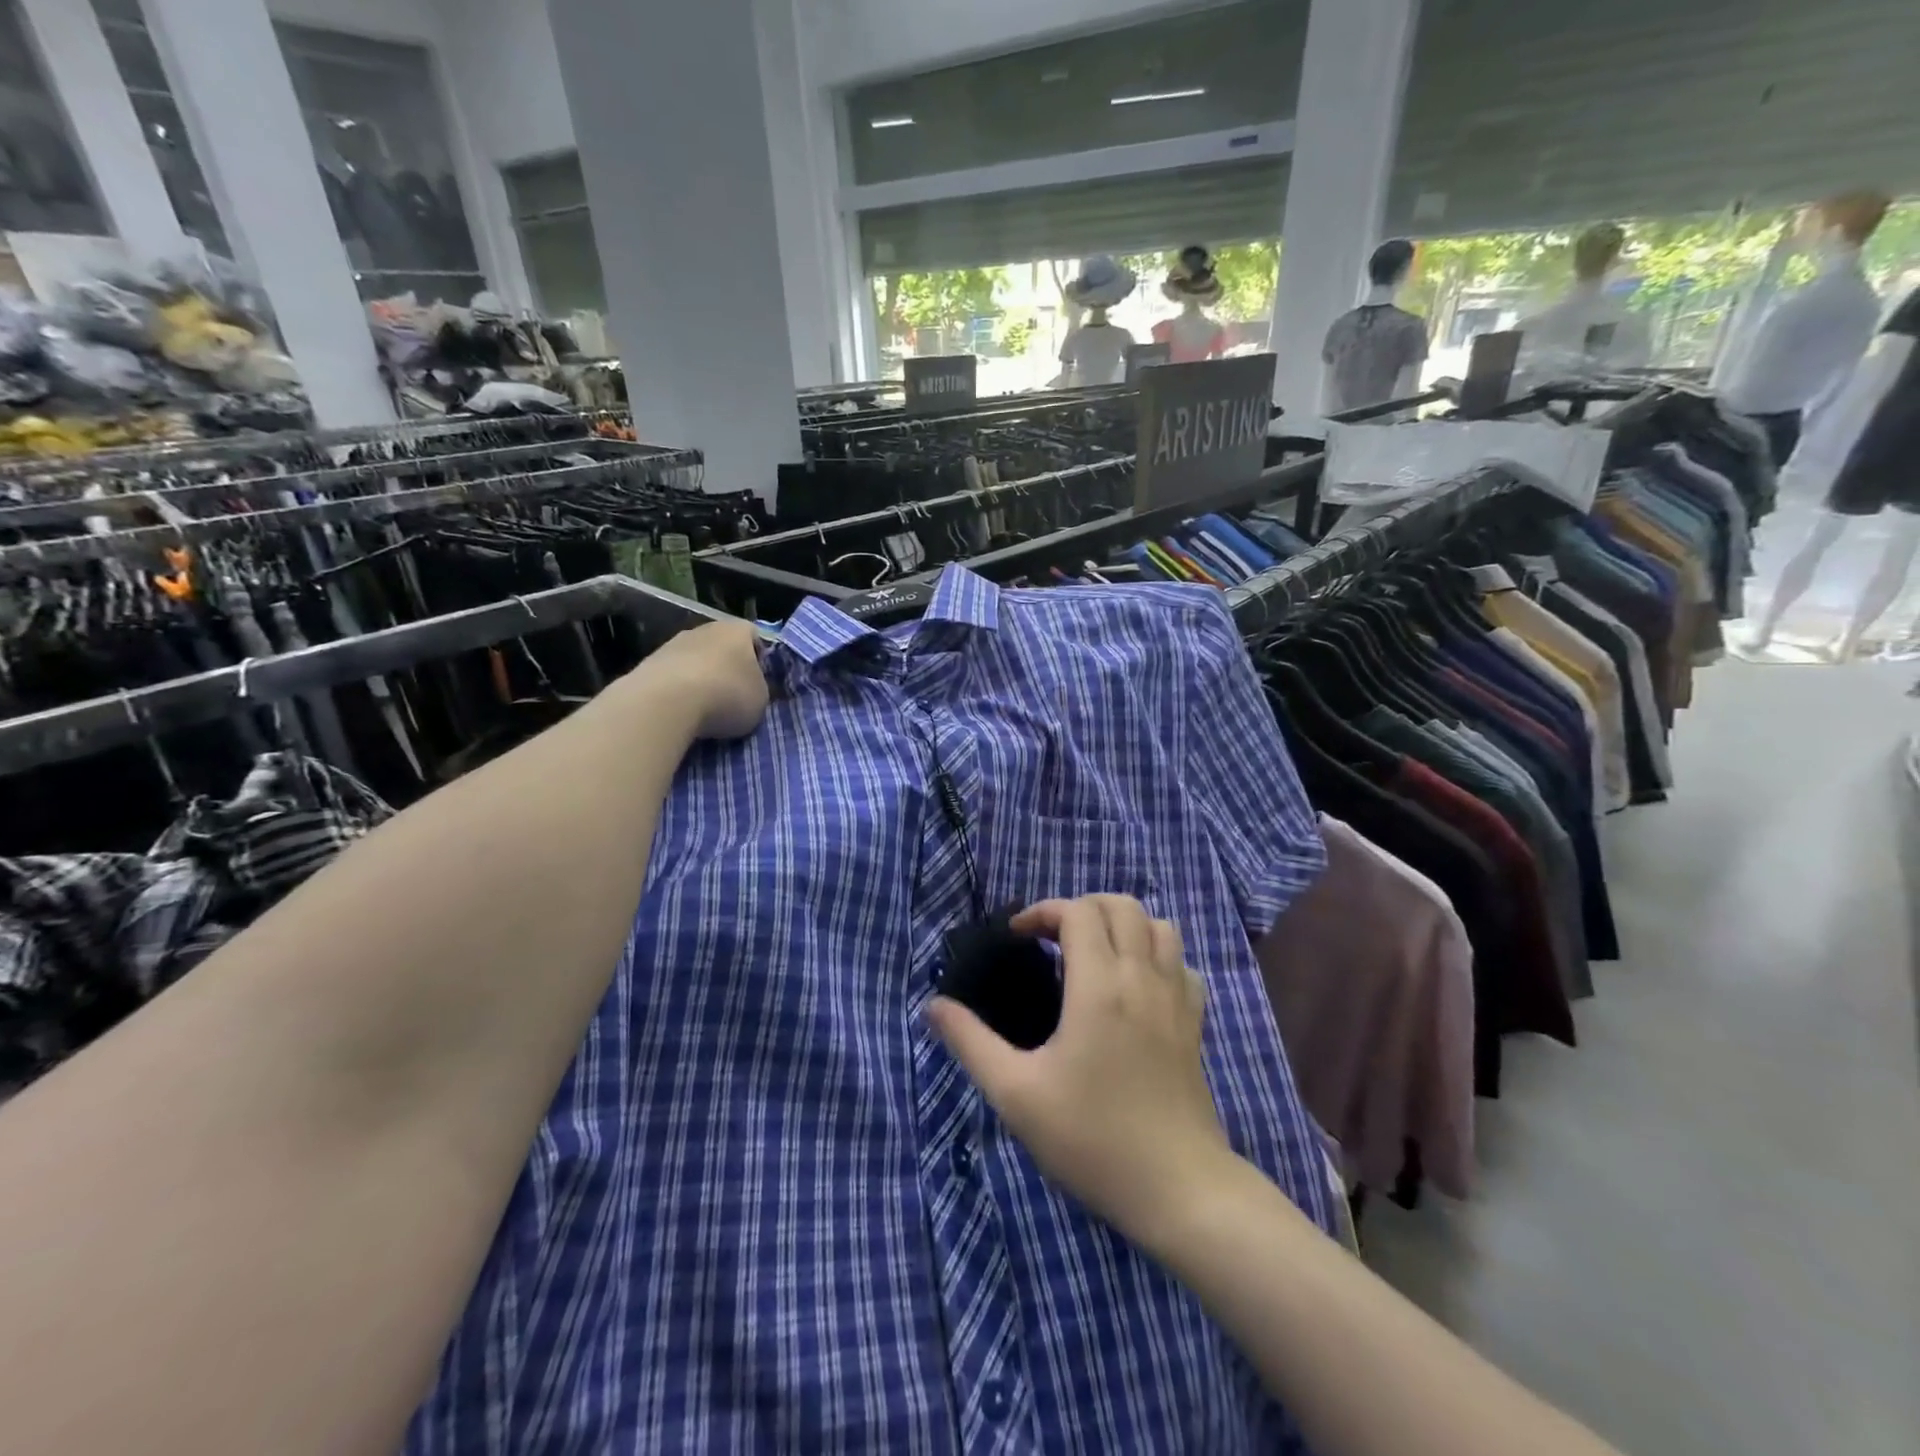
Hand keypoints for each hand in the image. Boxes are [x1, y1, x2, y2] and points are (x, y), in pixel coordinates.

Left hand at [638, 620, 769, 740]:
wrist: (667, 701)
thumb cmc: (727, 695)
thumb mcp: (761, 700)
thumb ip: (759, 689)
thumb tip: (750, 689)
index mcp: (738, 630)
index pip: (755, 637)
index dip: (759, 660)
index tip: (759, 683)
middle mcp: (706, 628)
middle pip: (722, 647)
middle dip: (727, 669)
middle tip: (733, 697)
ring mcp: (674, 643)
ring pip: (695, 660)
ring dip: (701, 679)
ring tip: (705, 710)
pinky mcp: (650, 662)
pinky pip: (673, 676)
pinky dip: (678, 691)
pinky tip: (682, 712)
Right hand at [927, 895, 1240, 1245]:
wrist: (1178, 1190)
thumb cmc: (1092, 1139)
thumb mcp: (1016, 1094)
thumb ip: (970, 1042)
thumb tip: (934, 1005)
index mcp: (1099, 985)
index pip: (1077, 913)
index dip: (1043, 912)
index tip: (1018, 938)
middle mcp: (1142, 977)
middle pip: (1120, 905)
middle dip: (1081, 908)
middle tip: (1052, 939)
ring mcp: (1176, 998)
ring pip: (1159, 926)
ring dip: (1123, 924)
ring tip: (1094, 952)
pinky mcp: (1195, 1023)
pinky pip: (1182, 964)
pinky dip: (1157, 955)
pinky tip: (1136, 984)